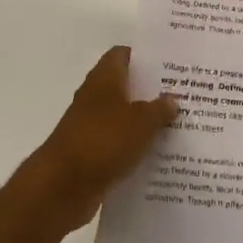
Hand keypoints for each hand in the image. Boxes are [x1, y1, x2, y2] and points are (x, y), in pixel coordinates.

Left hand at [21, 46, 176, 235]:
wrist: (61, 187)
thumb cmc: (103, 141)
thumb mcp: (141, 122)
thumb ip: (159, 109)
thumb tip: (171, 99)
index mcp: (105, 78)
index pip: (123, 54)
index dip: (144, 57)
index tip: (169, 64)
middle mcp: (94, 97)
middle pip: (124, 86)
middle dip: (150, 91)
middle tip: (181, 95)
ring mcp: (89, 126)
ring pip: (122, 117)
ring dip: (142, 122)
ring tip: (175, 126)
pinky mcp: (89, 154)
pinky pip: (116, 145)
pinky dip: (132, 148)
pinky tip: (156, 156)